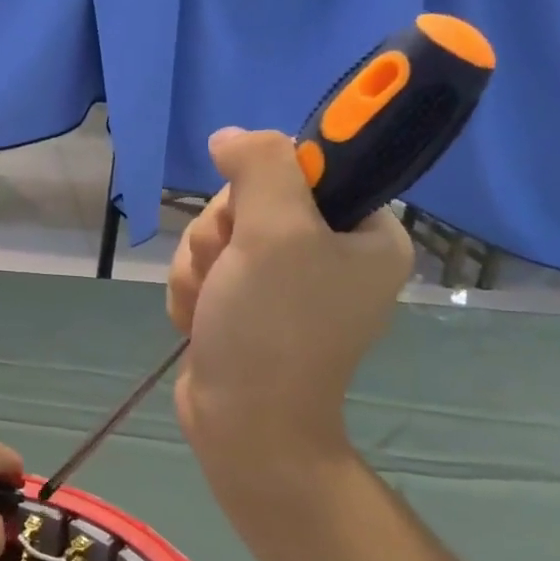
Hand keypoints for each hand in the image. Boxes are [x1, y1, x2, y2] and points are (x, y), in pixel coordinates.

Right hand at [167, 128, 412, 523]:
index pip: (309, 165)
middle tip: (230, 269)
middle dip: (223, 234)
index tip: (254, 215)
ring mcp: (284, 280)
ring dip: (201, 266)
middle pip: (251, 198)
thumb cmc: (273, 328)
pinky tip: (201, 319)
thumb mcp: (275, 232)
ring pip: (218, 233)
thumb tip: (231, 136)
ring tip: (212, 304)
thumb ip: (261, 166)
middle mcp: (330, 252)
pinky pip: (206, 267)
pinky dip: (193, 290)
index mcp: (366, 232)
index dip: (267, 181)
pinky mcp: (246, 302)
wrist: (244, 424)